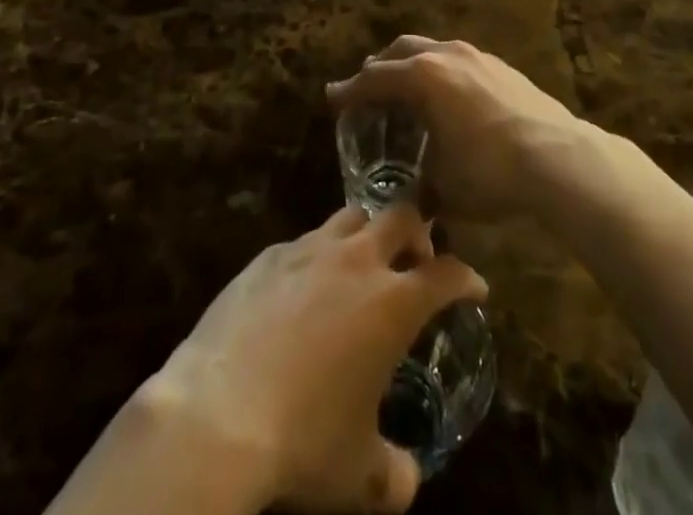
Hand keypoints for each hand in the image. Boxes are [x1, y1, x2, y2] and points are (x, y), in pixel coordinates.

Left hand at [151, 203, 485, 513]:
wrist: (217, 415)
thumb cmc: (302, 441)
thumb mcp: (360, 477)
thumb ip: (396, 474)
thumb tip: (406, 476)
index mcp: (391, 303)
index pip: (445, 273)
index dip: (466, 278)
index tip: (474, 288)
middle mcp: (355, 261)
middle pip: (400, 216)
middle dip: (418, 232)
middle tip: (418, 258)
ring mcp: (308, 250)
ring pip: (351, 216)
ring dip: (368, 233)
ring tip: (364, 264)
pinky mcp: (268, 255)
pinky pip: (304, 241)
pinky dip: (318, 255)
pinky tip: (306, 287)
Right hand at [326, 37, 583, 221]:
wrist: (559, 157)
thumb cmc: (491, 171)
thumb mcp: (445, 187)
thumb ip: (420, 187)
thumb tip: (413, 202)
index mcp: (423, 77)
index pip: (375, 78)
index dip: (350, 90)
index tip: (333, 98)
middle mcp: (446, 55)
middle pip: (401, 50)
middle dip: (380, 66)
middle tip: (368, 87)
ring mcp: (477, 56)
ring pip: (432, 49)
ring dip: (413, 64)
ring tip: (408, 87)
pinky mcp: (502, 66)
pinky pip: (458, 59)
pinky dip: (441, 71)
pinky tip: (449, 96)